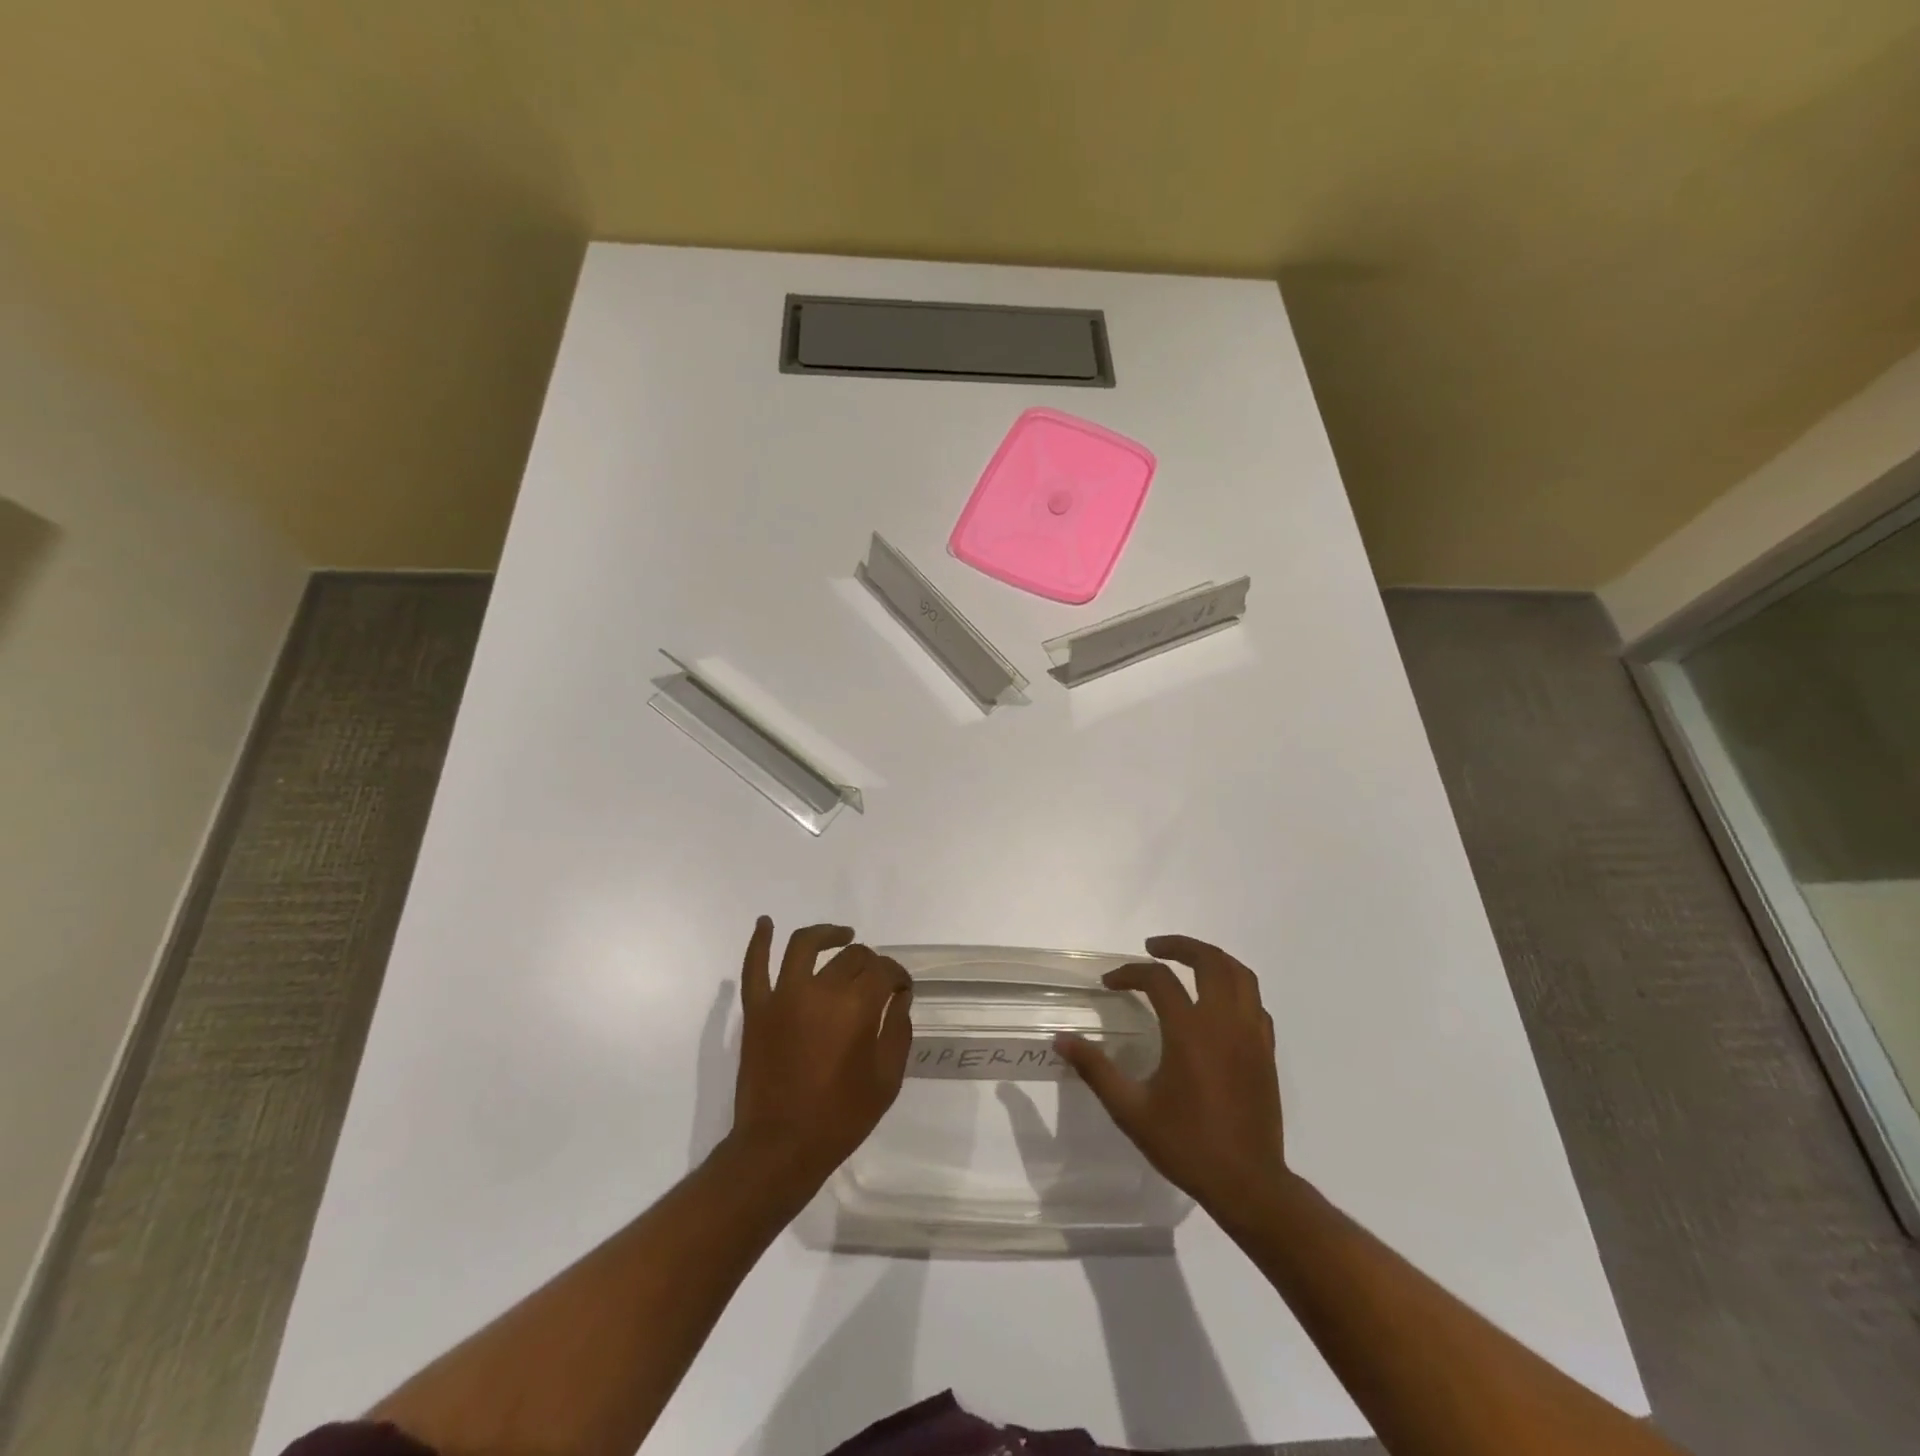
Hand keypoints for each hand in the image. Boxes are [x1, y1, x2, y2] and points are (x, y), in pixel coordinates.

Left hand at [727, 918, 912, 1189]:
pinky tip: (765, 923)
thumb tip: (898, 998)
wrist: (780, 1147)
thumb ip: (897, 1030)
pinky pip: (754, 967)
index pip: (884, 970)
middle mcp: (820, 989)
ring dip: (827, 934)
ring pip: (805, 945)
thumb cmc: (840, 1118)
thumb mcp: (887, 1079)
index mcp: (856, 1006)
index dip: (898, 977)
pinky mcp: (757, 1009)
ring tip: (842, 936)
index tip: (901, 991)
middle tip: (876, 980)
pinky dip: (759, 941)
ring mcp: (783, 996)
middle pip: (851, 957)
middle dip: (870, 963)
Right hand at [1056, 934, 1285, 1217]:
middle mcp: (1224, 1022)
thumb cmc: (1186, 1145)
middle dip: (1178, 946)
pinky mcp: (1266, 1051)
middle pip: (1208, 961)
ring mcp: (1252, 1034)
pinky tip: (1216, 1002)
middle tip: (1152, 948)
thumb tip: (1062, 1040)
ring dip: (1212, 958)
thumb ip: (1096, 1069)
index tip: (1109, 983)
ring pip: (1240, 974)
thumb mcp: (1130, 1110)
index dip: (1130, 973)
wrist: (1248, 1184)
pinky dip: (1235, 988)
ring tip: (1187, 961)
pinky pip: (1255, 1002)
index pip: (1158, 980)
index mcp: (1190, 1032)